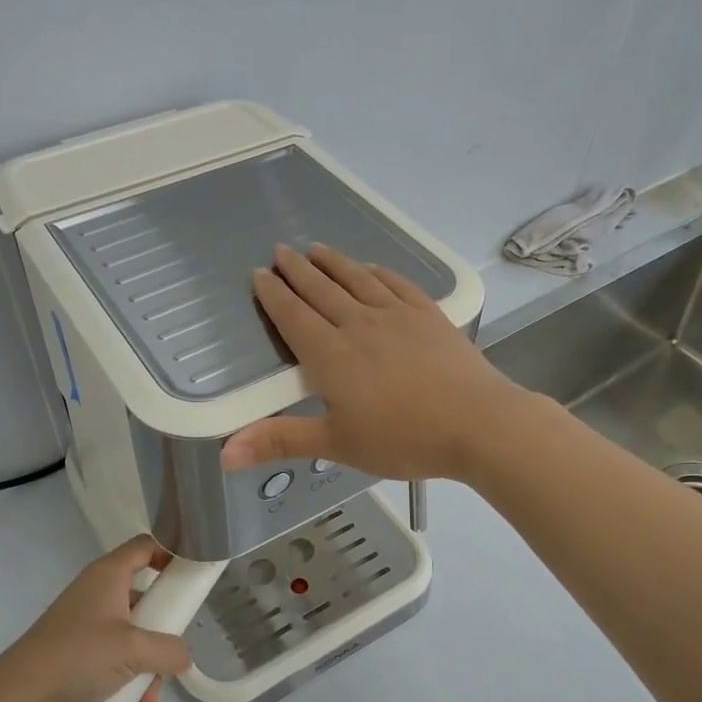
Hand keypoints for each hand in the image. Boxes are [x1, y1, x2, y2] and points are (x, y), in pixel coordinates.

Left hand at [0, 535, 192, 701]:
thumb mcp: (134, 651)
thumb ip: (169, 650)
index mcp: (108, 575)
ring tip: (149, 696)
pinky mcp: (76, 651)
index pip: (145, 546)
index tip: (191, 576)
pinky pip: (113, 656)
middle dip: (163, 628)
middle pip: (143, 596)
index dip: (170, 553)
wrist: (20, 696)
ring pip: (131, 633)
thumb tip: (183, 656)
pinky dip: (127, 675)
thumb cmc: (79, 656)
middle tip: (174, 649)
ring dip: (147, 662)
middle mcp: (97, 592)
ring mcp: (85, 622)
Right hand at [221, 243, 535, 481]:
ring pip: (356, 280)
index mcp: (331, 355)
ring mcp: (397, 316)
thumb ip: (281, 440)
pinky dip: (378, 272)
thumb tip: (224, 453)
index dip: (273, 295)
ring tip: (316, 248)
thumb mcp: (337, 444)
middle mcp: (359, 324)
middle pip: (321, 290)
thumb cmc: (403, 438)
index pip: (293, 316)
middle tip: (280, 250)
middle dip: (297, 270)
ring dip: (333, 263)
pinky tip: (371, 268)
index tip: (259, 274)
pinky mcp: (429, 315)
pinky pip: (396, 284)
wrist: (478, 423)